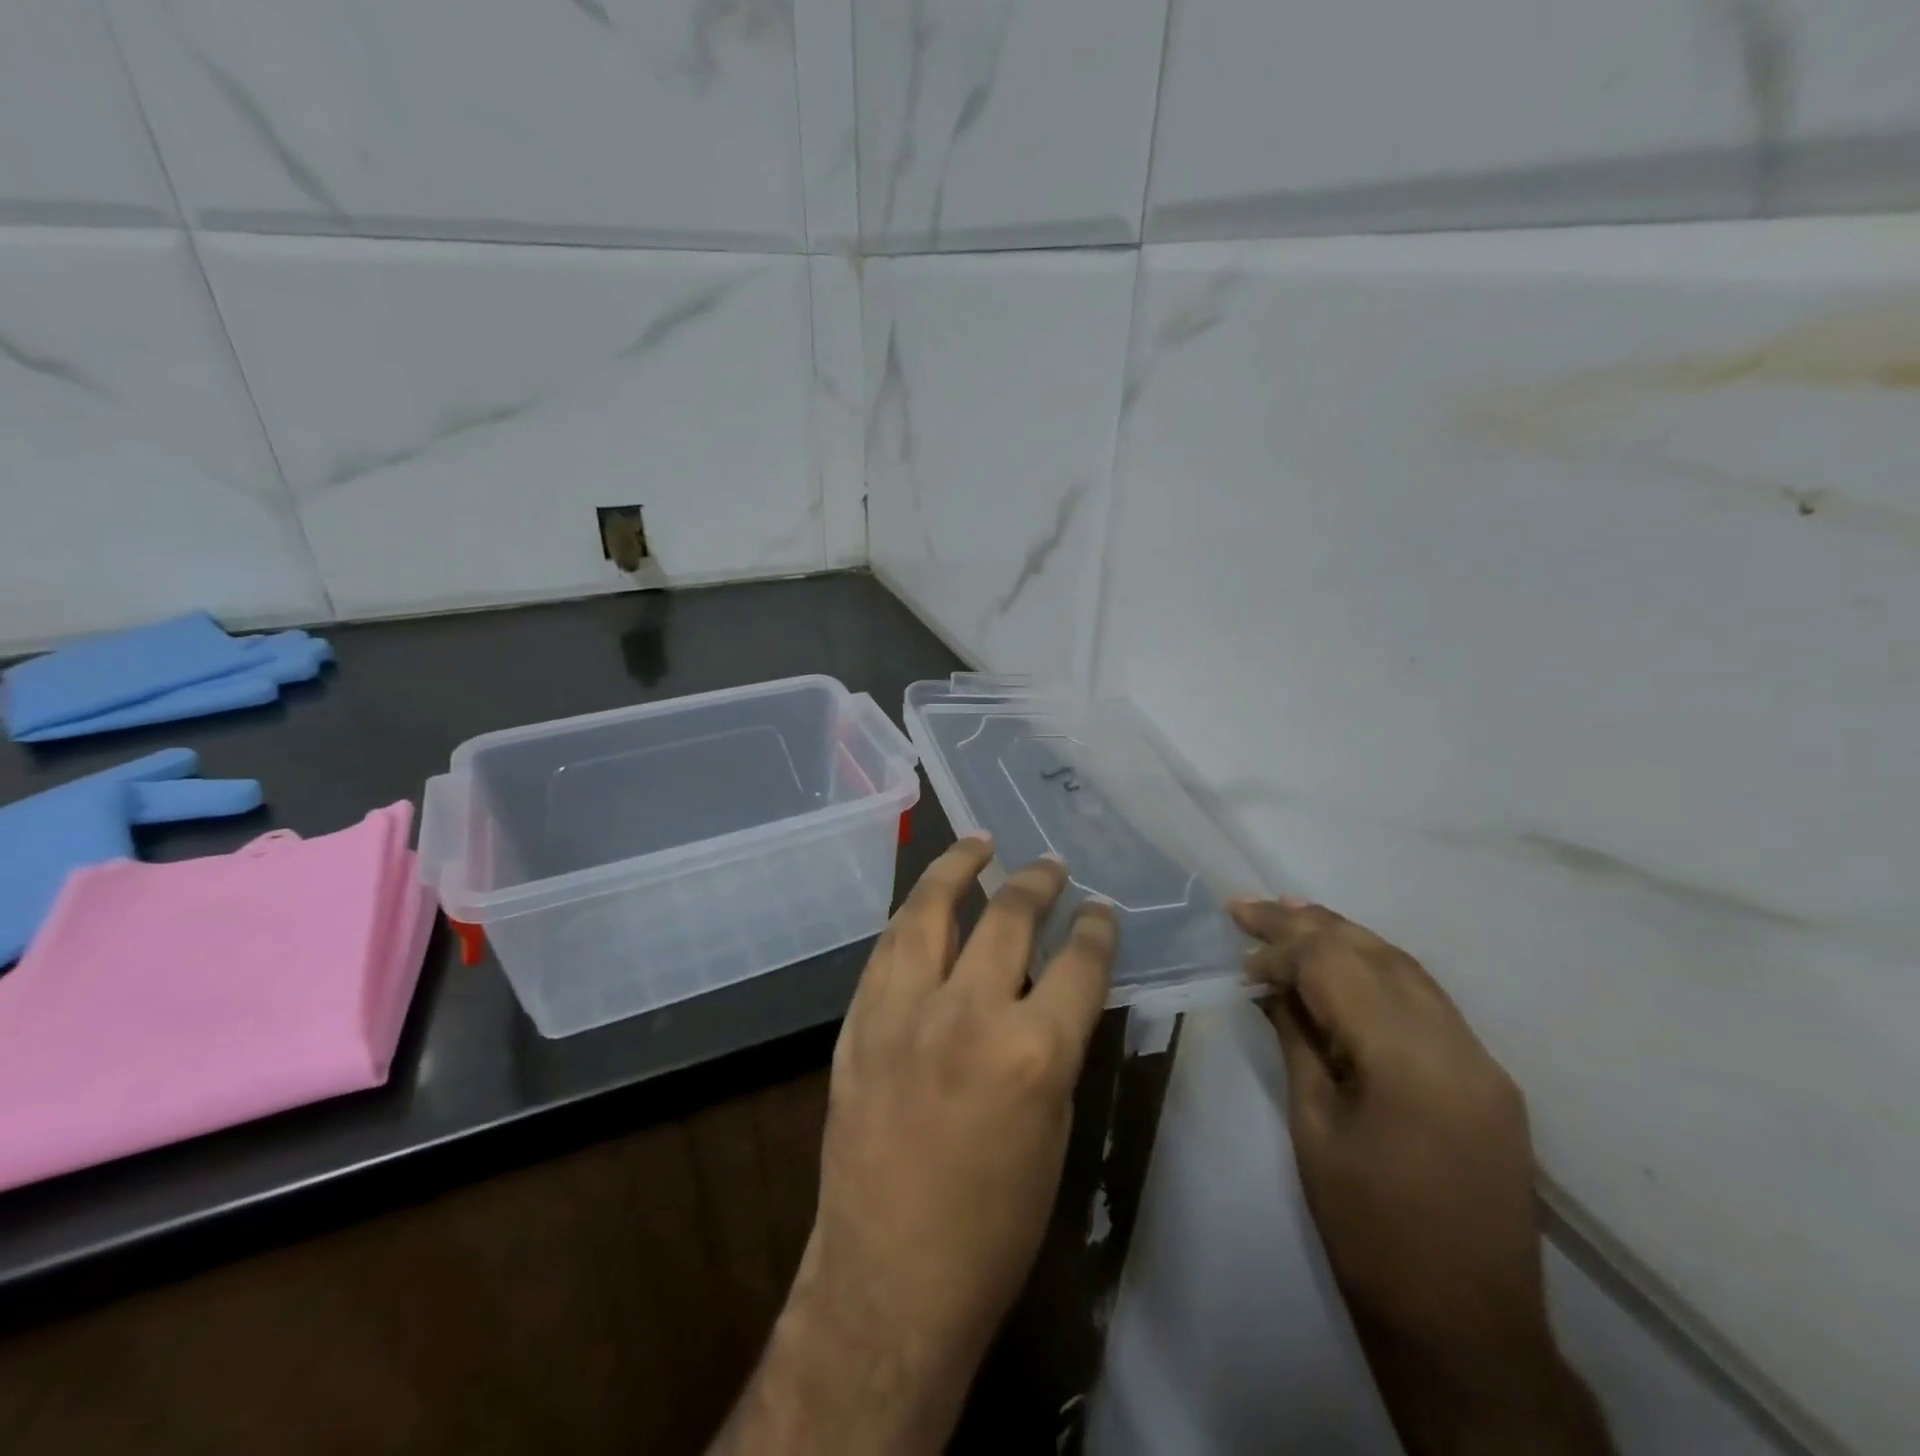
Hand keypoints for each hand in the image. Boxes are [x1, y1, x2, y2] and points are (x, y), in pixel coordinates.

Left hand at [713, 836, 1116, 1454]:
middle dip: (1036, 883)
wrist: (890, 1277)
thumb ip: (1056, 1044)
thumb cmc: (995, 1225)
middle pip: (1008, 918)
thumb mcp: (1055, 1130)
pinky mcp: (860, 1022)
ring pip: (931, 910)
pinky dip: (913, 915)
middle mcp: (968, 1014)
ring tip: (978, 844)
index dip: (1097, 928)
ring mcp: (904, 1011)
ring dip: (957, 868)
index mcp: (1034, 1052)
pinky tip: (925, 901)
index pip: (1080, 962)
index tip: (1101, 910)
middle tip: (1049, 865)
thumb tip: (1059, 988)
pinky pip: (888, 948)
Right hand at [1230, 897, 1613, 1455]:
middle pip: (1375, 954)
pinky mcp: (1490, 1079)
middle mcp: (1458, 1047)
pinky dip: (1379, 970)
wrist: (1468, 1332)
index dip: (1282, 947)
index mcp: (1409, 1064)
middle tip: (1251, 904)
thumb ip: (1298, 1042)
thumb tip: (1271, 985)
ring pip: (1407, 968)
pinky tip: (1346, 963)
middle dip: (1309, 923)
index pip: (1338, 968)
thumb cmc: (1370, 1235)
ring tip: (1293, 913)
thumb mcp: (1314, 1130)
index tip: (1238, 947)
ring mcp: (1483, 1062)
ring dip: (1346, 936)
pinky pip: (1428, 1000)